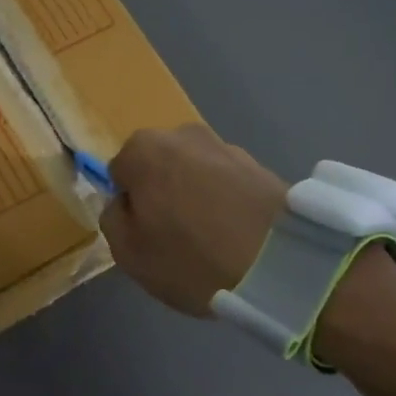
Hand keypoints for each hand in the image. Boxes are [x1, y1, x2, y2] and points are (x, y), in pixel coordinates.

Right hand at [100, 124, 286, 315]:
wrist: (282, 261)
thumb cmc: (192, 256)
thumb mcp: (129, 252)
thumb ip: (113, 219)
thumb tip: (123, 202)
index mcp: (143, 149)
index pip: (120, 174)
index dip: (129, 207)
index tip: (146, 234)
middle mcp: (182, 135)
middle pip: (158, 168)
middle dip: (163, 195)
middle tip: (176, 238)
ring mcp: (224, 146)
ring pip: (194, 174)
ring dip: (196, 198)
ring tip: (212, 241)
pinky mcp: (258, 165)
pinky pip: (226, 185)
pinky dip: (225, 204)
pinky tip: (236, 236)